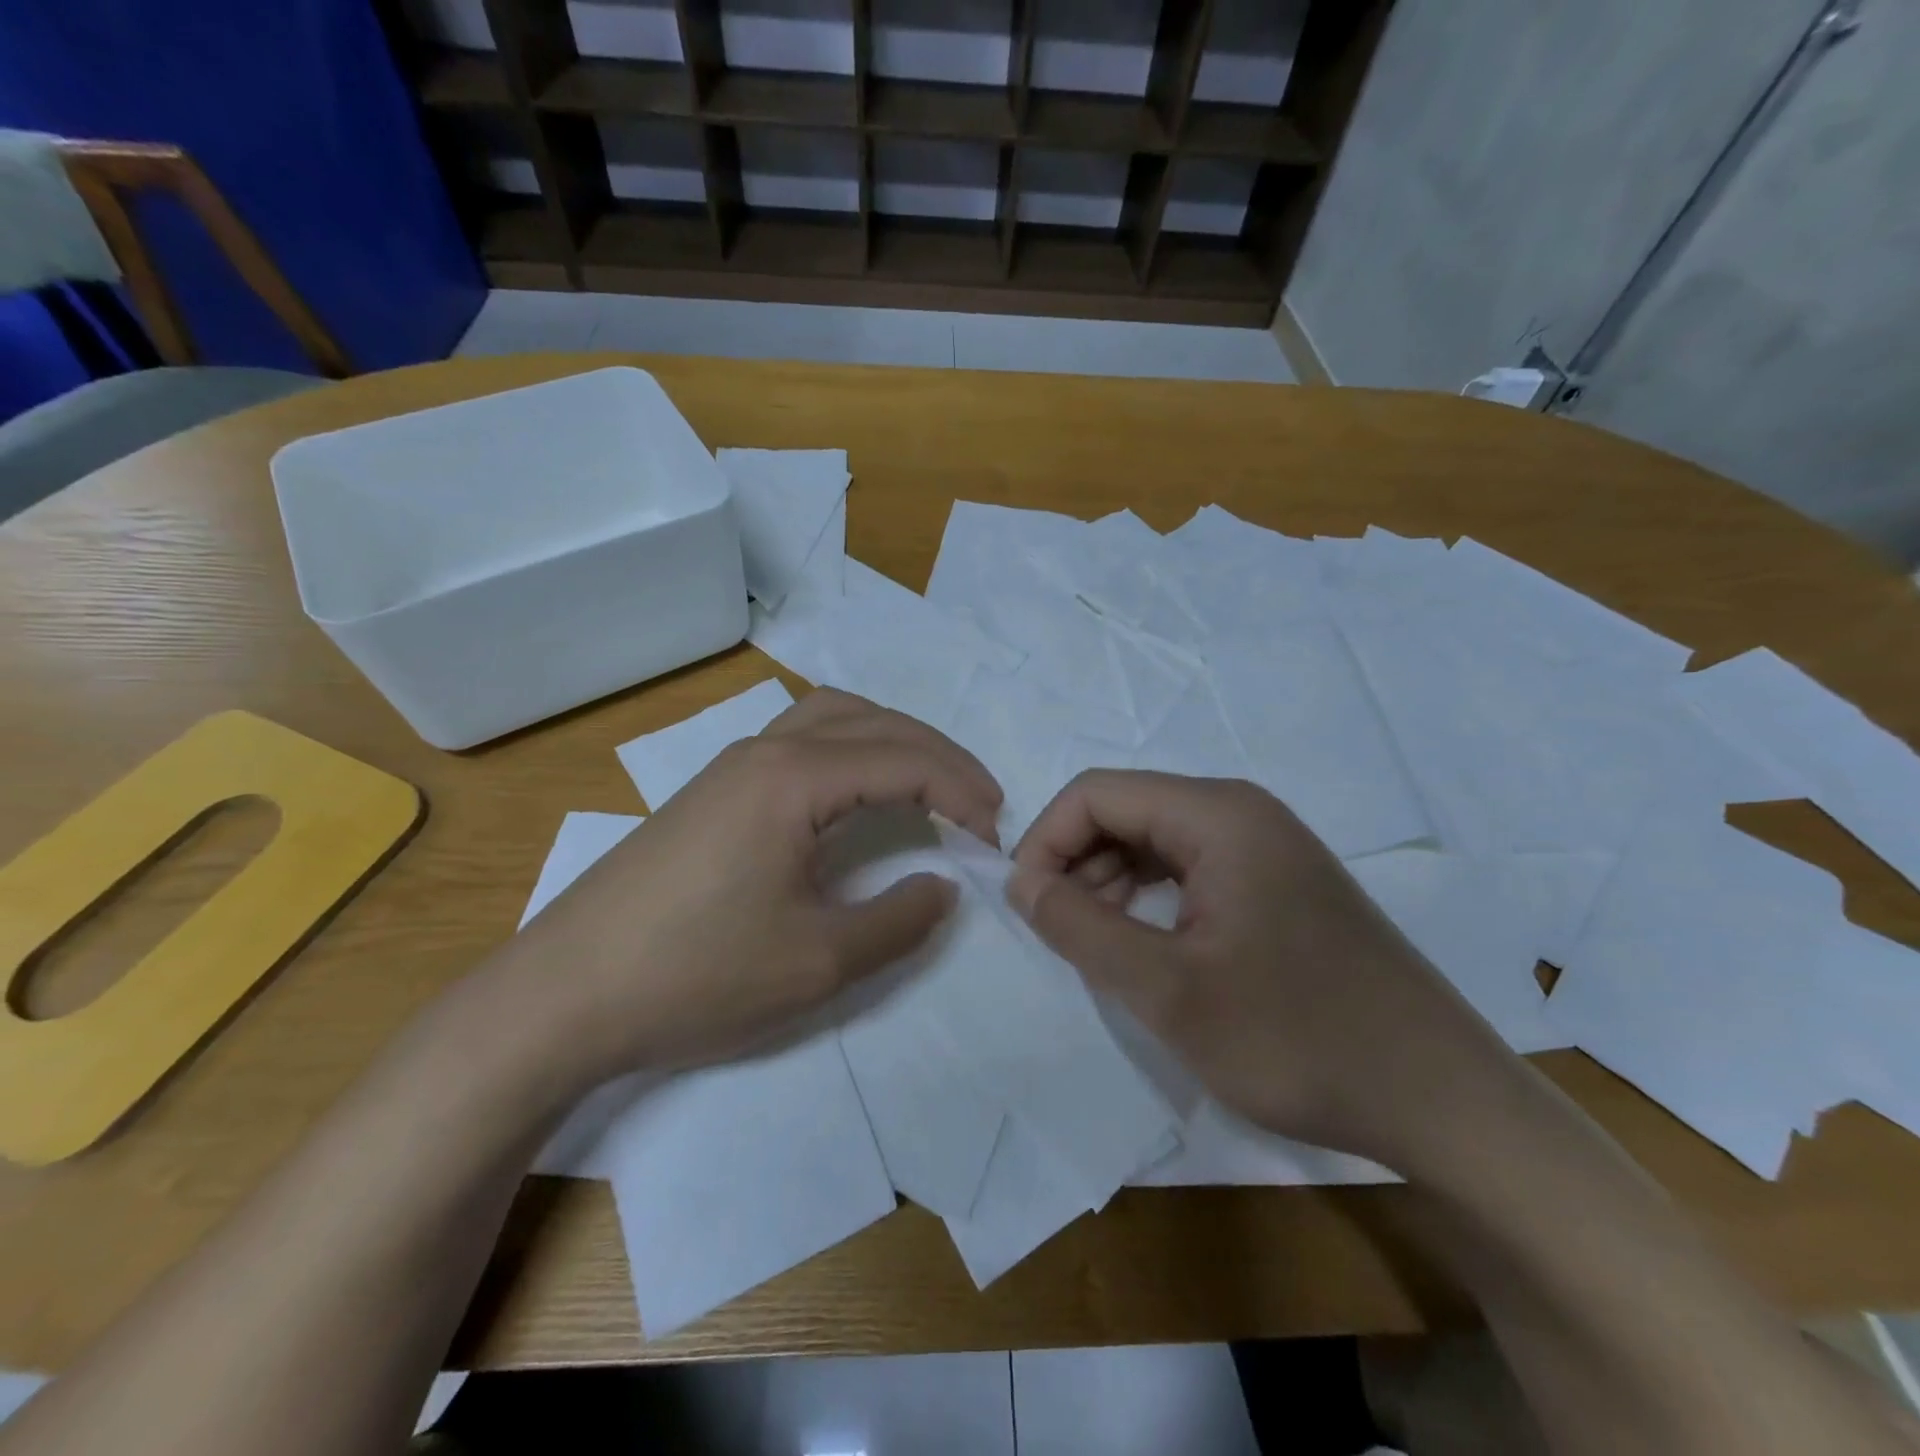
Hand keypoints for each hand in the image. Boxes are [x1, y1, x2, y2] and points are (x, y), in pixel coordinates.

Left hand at [498, 688, 1001, 1088]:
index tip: (995, 837)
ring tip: (929, 784)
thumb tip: (944, 885)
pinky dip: (851, 750)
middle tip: (980, 804)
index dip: (962, 792)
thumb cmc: (694, 974)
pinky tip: (854, 794)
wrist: (561, 995)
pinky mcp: (712, 791)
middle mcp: (765, 750)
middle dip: (939, 756)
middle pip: (875, 722)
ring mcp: (731, 765)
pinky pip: (801, 740)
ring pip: (834, 718)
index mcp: (794, 777)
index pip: (904, 760)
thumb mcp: (817, 961)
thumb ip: (898, 919)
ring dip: (892, 741)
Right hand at [1008, 771, 1513, 1166]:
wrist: (1443, 1102)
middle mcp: (1243, 813)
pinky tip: (1149, 948)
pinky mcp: (1281, 884)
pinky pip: (1191, 870)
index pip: (1096, 793)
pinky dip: (1151, 898)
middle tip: (1060, 935)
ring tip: (1100, 948)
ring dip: (1110, 883)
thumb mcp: (1167, 990)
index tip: (1027, 906)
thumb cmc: (1298, 1039)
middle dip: (1076, 863)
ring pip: (1156, 841)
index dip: (1045, 840)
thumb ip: (1080, 927)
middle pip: (1127, 810)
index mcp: (1218, 815)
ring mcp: (1268, 847)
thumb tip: (1021, 882)